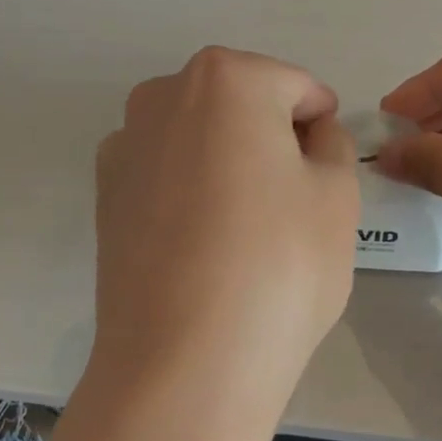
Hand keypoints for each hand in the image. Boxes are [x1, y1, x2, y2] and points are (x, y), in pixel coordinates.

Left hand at [91, 47, 357, 428]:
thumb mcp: (337, 196)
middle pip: (240, 102)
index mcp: (227, 79)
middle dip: (272, 135)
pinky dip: (189, 188)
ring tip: (247, 223)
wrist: (184, 362)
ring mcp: (125, 145)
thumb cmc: (279, 265)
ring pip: (198, 135)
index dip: (321, 125)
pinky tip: (202, 241)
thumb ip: (332, 145)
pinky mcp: (104, 194)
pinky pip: (164, 172)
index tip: (330, 170)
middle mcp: (162, 95)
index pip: (295, 87)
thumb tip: (311, 134)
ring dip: (227, 159)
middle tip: (294, 198)